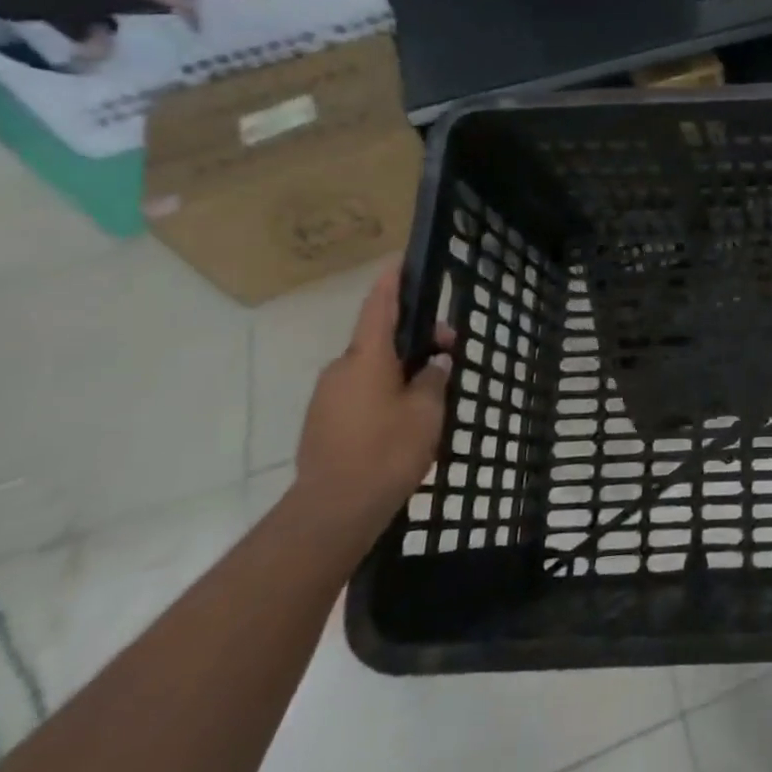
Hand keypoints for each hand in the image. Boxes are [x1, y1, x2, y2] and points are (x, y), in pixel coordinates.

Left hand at [293, 263, 447, 542]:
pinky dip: (383, 391)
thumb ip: (433, 379)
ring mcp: (327, 397)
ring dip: (399, 369)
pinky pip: (359, 393)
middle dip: (415, 339)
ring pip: (370, 369)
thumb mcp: (427, 410)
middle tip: (450, 354)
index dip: (393, 282)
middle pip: (381, 340)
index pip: (380, 306)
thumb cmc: (386, 450)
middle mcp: (341, 369)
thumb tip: (435, 364)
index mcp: (366, 357)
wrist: (333, 511)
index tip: (401, 261)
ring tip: (430, 392)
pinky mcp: (322, 423)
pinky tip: (404, 416)